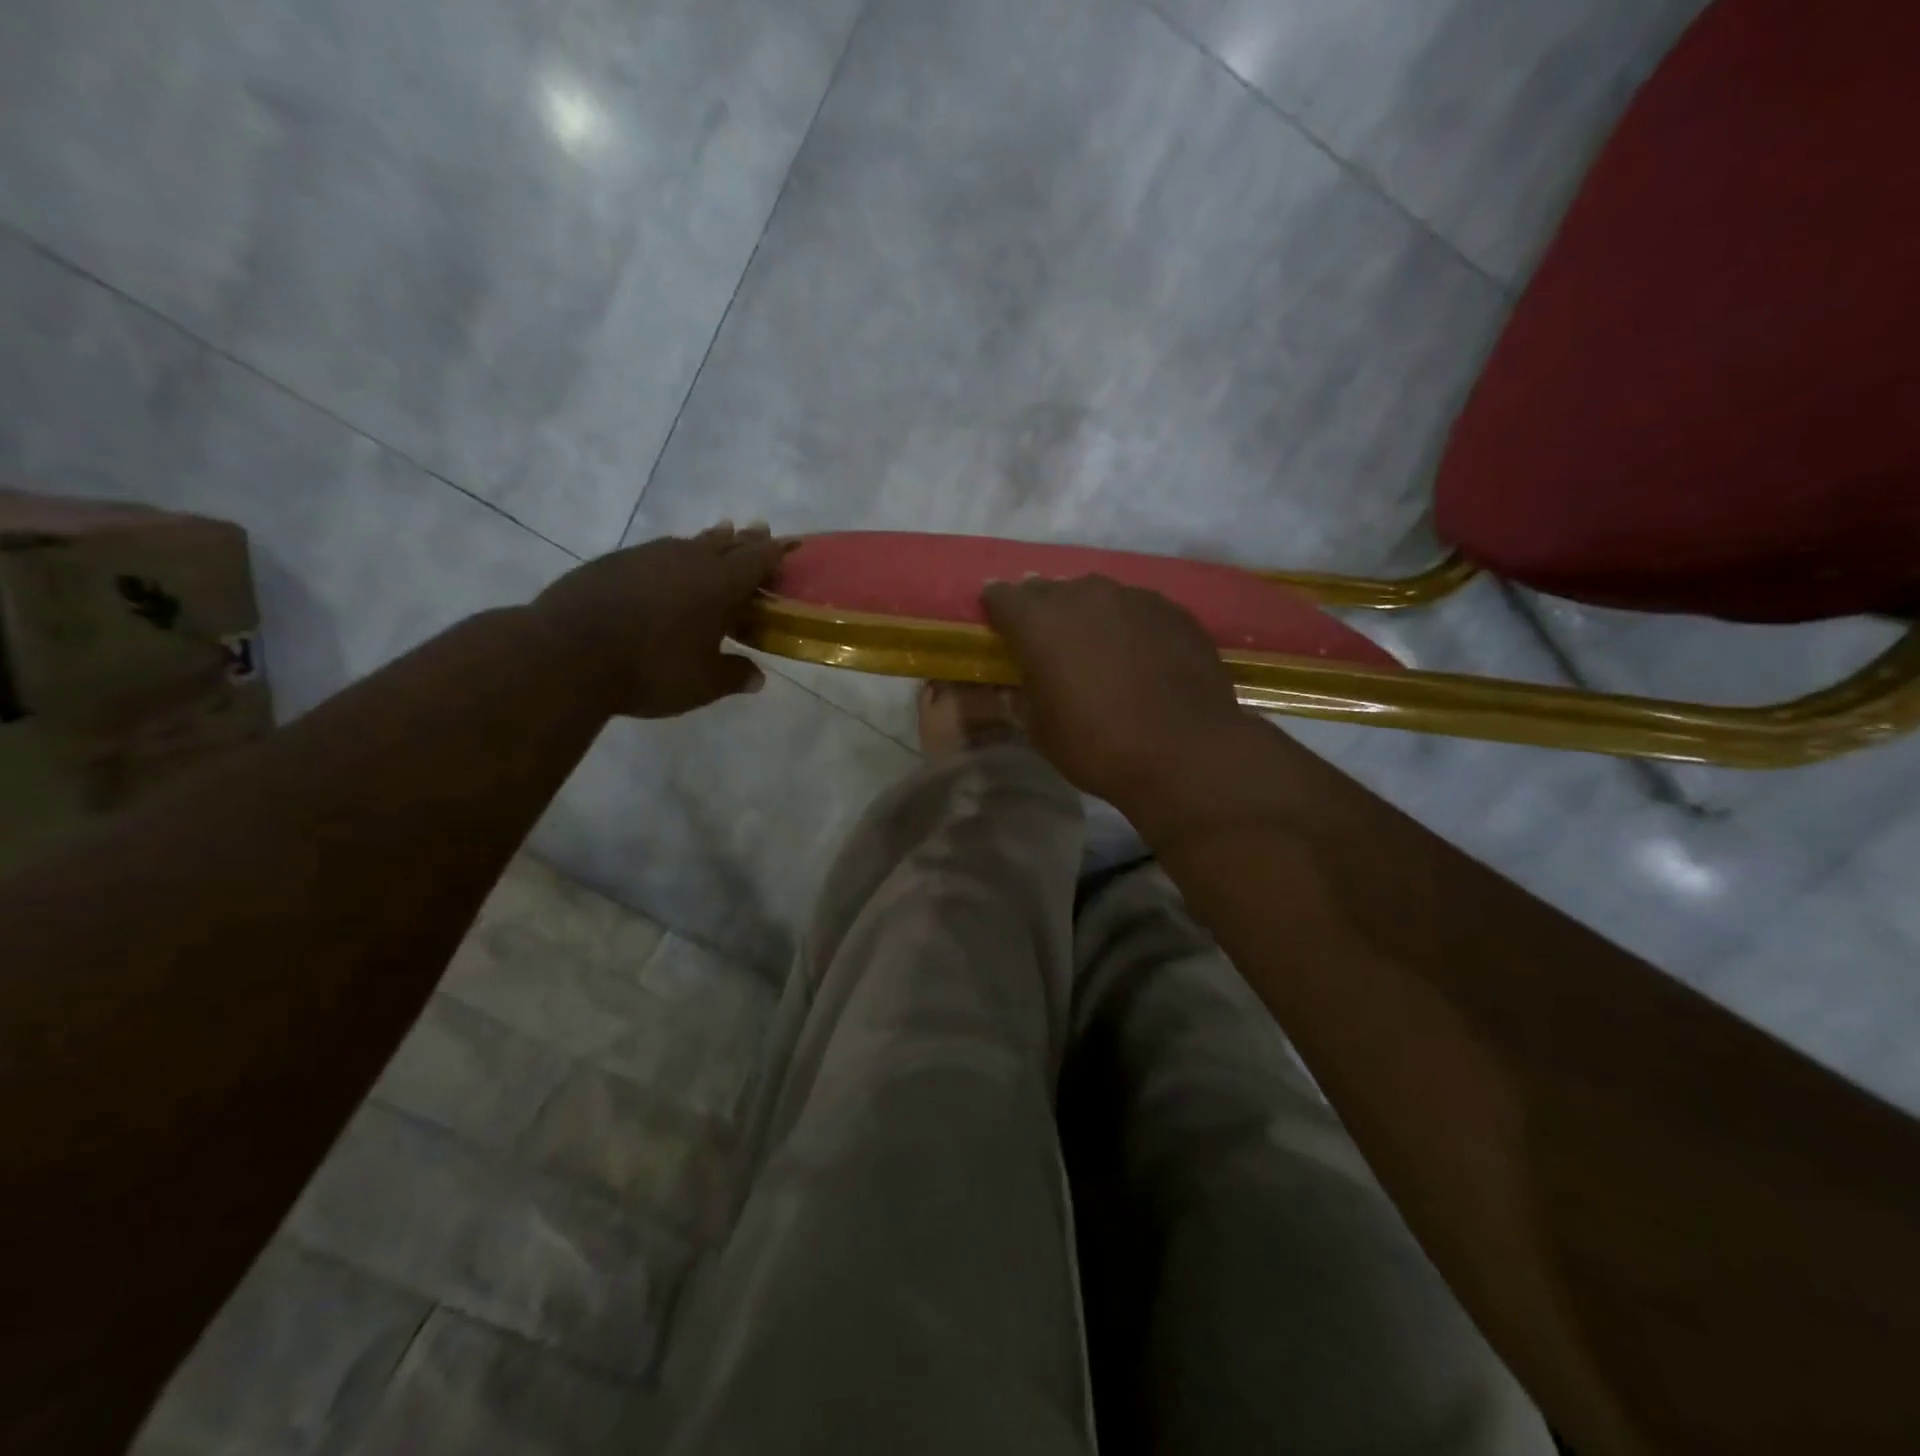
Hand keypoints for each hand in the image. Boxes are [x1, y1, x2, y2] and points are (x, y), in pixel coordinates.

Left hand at [531, 522, 793, 718]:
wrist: (566, 653)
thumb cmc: (650, 669)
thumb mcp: (702, 684)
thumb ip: (734, 676)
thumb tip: (757, 678)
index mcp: (719, 584)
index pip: (758, 559)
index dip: (778, 552)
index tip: (792, 544)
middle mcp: (687, 560)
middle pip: (726, 542)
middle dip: (746, 539)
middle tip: (759, 530)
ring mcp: (646, 556)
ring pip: (687, 543)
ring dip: (708, 542)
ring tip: (718, 538)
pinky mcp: (612, 563)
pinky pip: (655, 553)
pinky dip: (671, 557)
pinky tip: (665, 569)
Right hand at [981, 574, 1252, 807]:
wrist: (1186, 751)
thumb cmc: (1098, 746)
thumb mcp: (1040, 729)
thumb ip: (1025, 693)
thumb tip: (1024, 680)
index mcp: (1039, 621)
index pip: (1002, 596)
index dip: (997, 612)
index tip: (1001, 631)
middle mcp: (1083, 595)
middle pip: (1049, 590)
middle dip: (1042, 612)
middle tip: (1048, 644)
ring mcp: (1133, 597)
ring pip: (1097, 596)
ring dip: (1088, 616)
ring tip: (1098, 648)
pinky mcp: (1172, 610)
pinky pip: (1137, 609)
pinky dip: (1129, 625)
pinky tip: (1140, 656)